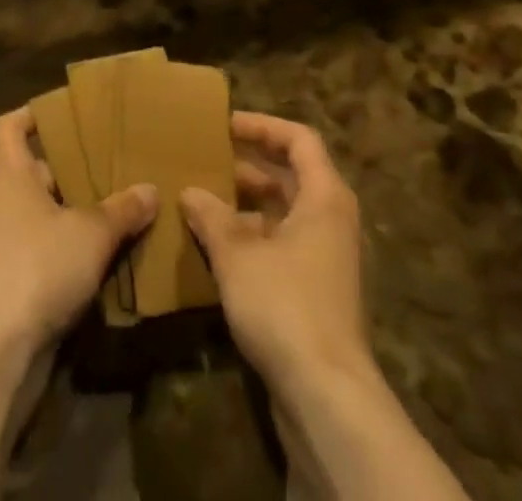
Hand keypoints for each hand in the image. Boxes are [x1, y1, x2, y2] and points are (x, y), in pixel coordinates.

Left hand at [0, 108, 157, 357]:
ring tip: (107, 211)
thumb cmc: (39, 266)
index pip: (9, 126)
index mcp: (7, 174)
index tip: (66, 115)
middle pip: (28, 170)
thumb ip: (122, 209)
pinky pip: (32, 249)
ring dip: (65, 212)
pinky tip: (93, 259)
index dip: (34, 115)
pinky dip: (58, 248)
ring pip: (33, 213)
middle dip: (64, 169)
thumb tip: (150, 190)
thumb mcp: (92, 233)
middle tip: (104, 166)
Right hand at [180, 112, 370, 400]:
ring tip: (202, 202)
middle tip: (206, 160)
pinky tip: (216, 249)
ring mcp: (326, 258)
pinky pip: (282, 246)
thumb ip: (212, 216)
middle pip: (291, 175)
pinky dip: (252, 239)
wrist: (326, 396)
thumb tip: (190, 192)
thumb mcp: (238, 253)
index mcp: (324, 197)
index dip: (262, 126)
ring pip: (284, 213)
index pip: (298, 139)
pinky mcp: (316, 292)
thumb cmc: (285, 304)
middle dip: (248, 166)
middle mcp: (331, 220)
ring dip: (246, 205)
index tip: (224, 126)